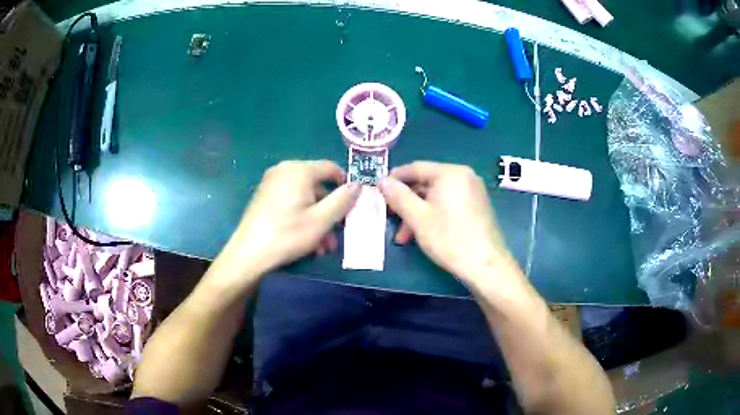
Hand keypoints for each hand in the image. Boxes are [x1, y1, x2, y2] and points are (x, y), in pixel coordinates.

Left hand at [218, 160, 360, 283]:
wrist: (249, 254)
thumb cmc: (288, 234)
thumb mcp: (322, 220)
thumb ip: (343, 200)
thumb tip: (357, 185)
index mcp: (299, 170)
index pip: (331, 168)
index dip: (345, 185)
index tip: (352, 206)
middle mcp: (284, 170)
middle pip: (317, 185)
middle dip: (329, 211)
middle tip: (336, 234)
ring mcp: (272, 183)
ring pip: (305, 198)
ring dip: (317, 219)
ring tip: (322, 246)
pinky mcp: (265, 197)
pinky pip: (291, 202)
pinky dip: (302, 217)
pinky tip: (306, 241)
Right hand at [379, 161, 520, 288]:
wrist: (486, 265)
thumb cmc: (450, 238)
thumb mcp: (418, 217)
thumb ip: (398, 196)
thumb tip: (382, 180)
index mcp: (451, 173)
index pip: (416, 168)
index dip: (395, 179)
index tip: (378, 191)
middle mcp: (464, 176)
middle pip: (426, 183)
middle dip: (406, 202)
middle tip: (390, 218)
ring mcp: (472, 191)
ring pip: (436, 196)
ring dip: (417, 213)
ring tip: (404, 236)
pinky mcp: (476, 206)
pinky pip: (448, 204)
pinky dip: (433, 215)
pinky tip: (422, 233)